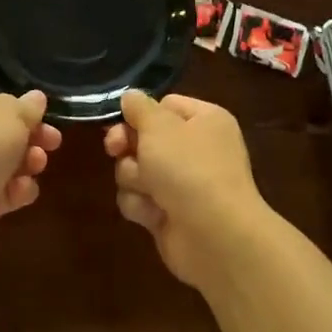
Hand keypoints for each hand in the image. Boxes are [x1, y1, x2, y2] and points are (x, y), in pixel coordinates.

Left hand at [0, 72, 62, 264]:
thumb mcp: (9, 116)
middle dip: (27, 133)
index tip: (31, 106)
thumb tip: (34, 99)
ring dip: (25, 162)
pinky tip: (22, 192)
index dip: (5, 93)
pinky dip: (12, 191)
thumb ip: (26, 106)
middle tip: (53, 139)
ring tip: (38, 164)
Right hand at [104, 90, 267, 288]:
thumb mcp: (159, 126)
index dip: (141, 113)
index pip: (165, 105)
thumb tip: (130, 96)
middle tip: (116, 150)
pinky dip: (142, 206)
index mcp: (204, 120)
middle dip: (128, 146)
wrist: (214, 235)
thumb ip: (139, 107)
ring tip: (150, 190)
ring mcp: (182, 184)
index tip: (121, 120)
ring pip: (135, 170)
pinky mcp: (169, 214)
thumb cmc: (189, 168)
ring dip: (134, 179)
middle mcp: (195, 149)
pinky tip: (155, 214)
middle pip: (144, 138)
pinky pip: (139, 200)